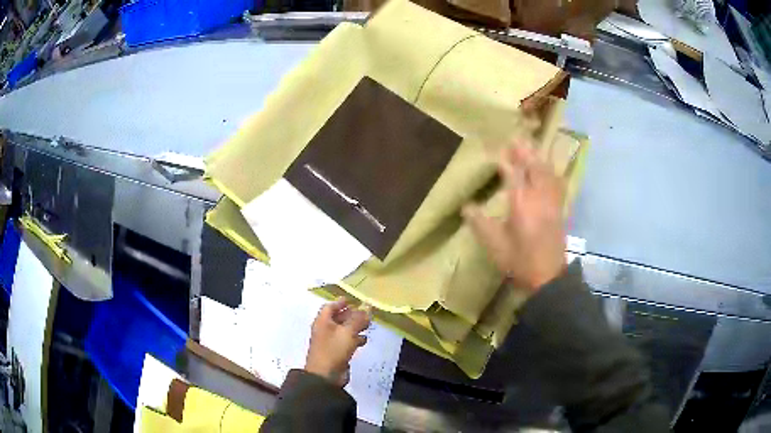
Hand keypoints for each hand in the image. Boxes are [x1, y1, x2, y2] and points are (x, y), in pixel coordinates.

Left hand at [305, 298, 370, 386]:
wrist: (325, 376)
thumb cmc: (333, 350)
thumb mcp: (348, 332)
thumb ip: (358, 320)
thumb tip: (367, 308)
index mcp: (323, 321)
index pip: (330, 307)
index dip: (340, 302)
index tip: (352, 300)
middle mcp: (325, 330)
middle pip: (337, 318)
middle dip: (351, 314)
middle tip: (365, 312)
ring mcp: (330, 342)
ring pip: (343, 330)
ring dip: (355, 326)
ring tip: (368, 325)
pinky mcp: (336, 352)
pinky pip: (346, 341)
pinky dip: (354, 338)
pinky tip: (364, 340)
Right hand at [463, 143, 566, 292]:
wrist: (548, 277)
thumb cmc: (519, 260)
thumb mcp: (494, 244)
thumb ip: (479, 223)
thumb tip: (466, 206)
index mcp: (521, 203)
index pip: (513, 174)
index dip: (506, 160)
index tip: (497, 150)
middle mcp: (538, 197)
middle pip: (534, 166)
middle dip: (525, 151)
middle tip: (516, 139)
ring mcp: (551, 202)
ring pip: (547, 172)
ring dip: (538, 158)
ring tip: (531, 148)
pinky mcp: (559, 209)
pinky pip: (557, 183)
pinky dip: (551, 171)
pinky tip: (549, 169)